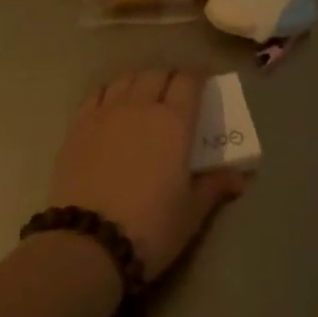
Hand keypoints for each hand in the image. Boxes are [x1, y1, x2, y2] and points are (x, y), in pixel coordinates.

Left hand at [50, 69, 247, 281]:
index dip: (198, 77)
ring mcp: (105, 113)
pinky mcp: (77, 126)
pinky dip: (110, 92)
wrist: (88, 242)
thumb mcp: (191, 212)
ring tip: (145, 95)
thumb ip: (214, 186)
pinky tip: (112, 106)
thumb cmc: (150, 227)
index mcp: (173, 122)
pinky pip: (97, 94)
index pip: (188, 81)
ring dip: (140, 80)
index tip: (204, 83)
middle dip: (170, 77)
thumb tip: (239, 178)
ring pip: (126, 79)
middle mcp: (139, 106)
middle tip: (177, 92)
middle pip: (157, 74)